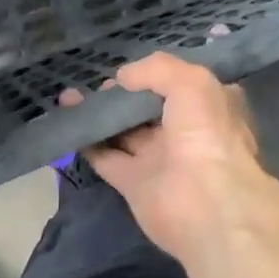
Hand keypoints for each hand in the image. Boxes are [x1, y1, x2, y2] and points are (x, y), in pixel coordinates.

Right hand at [83, 52, 268, 266]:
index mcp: (209, 108)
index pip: (181, 84)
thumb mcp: (191, 82)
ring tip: (69, 95)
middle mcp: (186, 132)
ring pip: (124, 130)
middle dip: (123, 94)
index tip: (131, 69)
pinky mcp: (135, 184)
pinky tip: (69, 121)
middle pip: (148, 108)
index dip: (157, 75)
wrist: (209, 208)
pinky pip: (106, 157)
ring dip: (99, 113)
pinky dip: (88, 141)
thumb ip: (155, 69)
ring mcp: (160, 159)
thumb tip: (123, 78)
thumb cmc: (207, 135)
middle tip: (98, 84)